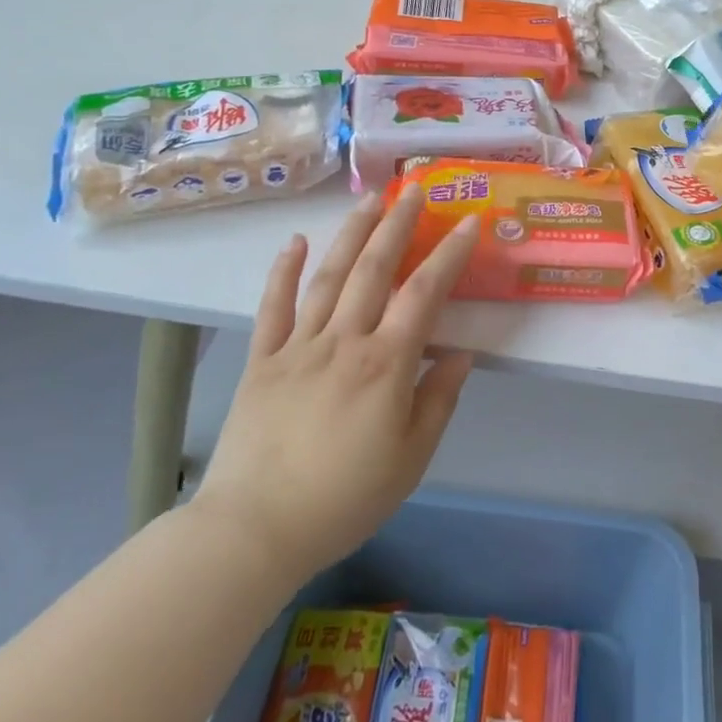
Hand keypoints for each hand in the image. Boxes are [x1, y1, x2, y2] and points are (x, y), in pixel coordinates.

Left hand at [189, 187, 478, 580]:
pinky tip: (295, 242)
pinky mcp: (261, 360)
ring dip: (351, 234)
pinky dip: (282, 271)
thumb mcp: (412, 458)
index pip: (425, 294)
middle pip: (374, 269)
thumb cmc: (344, 498)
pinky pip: (273, 307)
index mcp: (386, 364)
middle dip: (397, 225)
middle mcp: (344, 341)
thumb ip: (439, 400)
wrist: (253, 530)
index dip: (448, 254)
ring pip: (328, 276)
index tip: (467, 222)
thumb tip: (461, 354)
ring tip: (369, 200)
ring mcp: (298, 346)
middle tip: (413, 190)